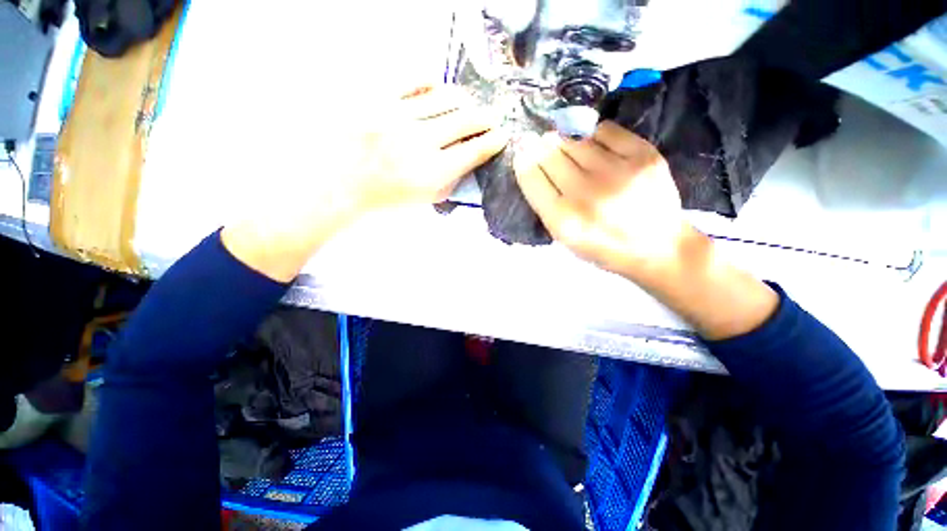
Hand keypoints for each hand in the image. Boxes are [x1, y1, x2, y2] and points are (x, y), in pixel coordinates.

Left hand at [223, 85, 507, 281]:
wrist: (340, 184)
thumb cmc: (385, 200)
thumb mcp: (424, 201)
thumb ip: (451, 181)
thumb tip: (470, 160)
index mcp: (432, 173)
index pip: (474, 151)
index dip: (493, 142)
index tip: (501, 137)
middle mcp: (420, 142)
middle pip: (466, 120)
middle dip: (485, 119)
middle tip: (489, 120)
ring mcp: (398, 117)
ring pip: (446, 98)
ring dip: (463, 102)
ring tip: (466, 107)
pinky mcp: (378, 99)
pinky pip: (415, 81)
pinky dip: (433, 86)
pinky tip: (438, 93)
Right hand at [514, 121, 690, 279]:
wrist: (657, 247)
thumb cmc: (603, 246)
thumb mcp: (565, 238)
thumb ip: (546, 205)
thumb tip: (532, 164)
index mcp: (563, 220)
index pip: (531, 178)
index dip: (523, 161)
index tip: (522, 152)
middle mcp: (586, 194)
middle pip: (550, 155)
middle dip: (540, 147)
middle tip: (540, 143)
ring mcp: (616, 172)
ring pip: (575, 140)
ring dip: (563, 139)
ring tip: (563, 143)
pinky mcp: (643, 156)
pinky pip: (605, 130)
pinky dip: (593, 133)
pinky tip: (591, 142)